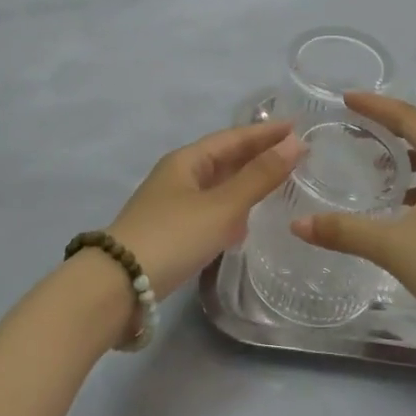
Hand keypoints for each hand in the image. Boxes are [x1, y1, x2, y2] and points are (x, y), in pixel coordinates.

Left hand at [106, 119, 301, 298]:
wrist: (118, 287)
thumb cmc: (173, 237)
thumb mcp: (222, 206)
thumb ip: (259, 177)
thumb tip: (294, 143)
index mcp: (187, 161)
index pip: (233, 138)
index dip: (265, 133)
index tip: (297, 128)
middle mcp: (178, 177)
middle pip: (224, 159)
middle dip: (257, 155)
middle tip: (295, 154)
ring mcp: (172, 205)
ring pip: (217, 185)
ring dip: (246, 181)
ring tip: (278, 182)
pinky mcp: (172, 233)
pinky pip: (210, 210)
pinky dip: (232, 209)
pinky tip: (246, 222)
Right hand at [292, 92, 415, 348]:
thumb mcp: (394, 246)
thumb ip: (345, 232)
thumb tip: (297, 224)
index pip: (407, 117)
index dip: (375, 105)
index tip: (346, 98)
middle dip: (388, 126)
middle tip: (355, 125)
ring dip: (405, 156)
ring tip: (373, 164)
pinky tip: (400, 203)